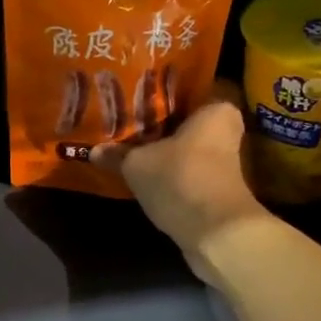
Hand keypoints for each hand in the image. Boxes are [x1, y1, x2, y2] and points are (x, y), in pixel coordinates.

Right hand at [94, 83, 273, 281]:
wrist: (216, 234)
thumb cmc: (180, 179)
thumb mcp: (137, 164)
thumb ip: (116, 154)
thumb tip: (94, 150)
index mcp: (216, 108)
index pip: (188, 87)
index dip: (160, 90)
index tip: (134, 91)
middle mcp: (226, 130)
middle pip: (186, 119)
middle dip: (159, 121)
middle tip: (125, 117)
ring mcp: (225, 162)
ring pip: (186, 146)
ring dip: (163, 148)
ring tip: (128, 143)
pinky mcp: (216, 187)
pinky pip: (187, 169)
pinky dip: (169, 170)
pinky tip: (143, 170)